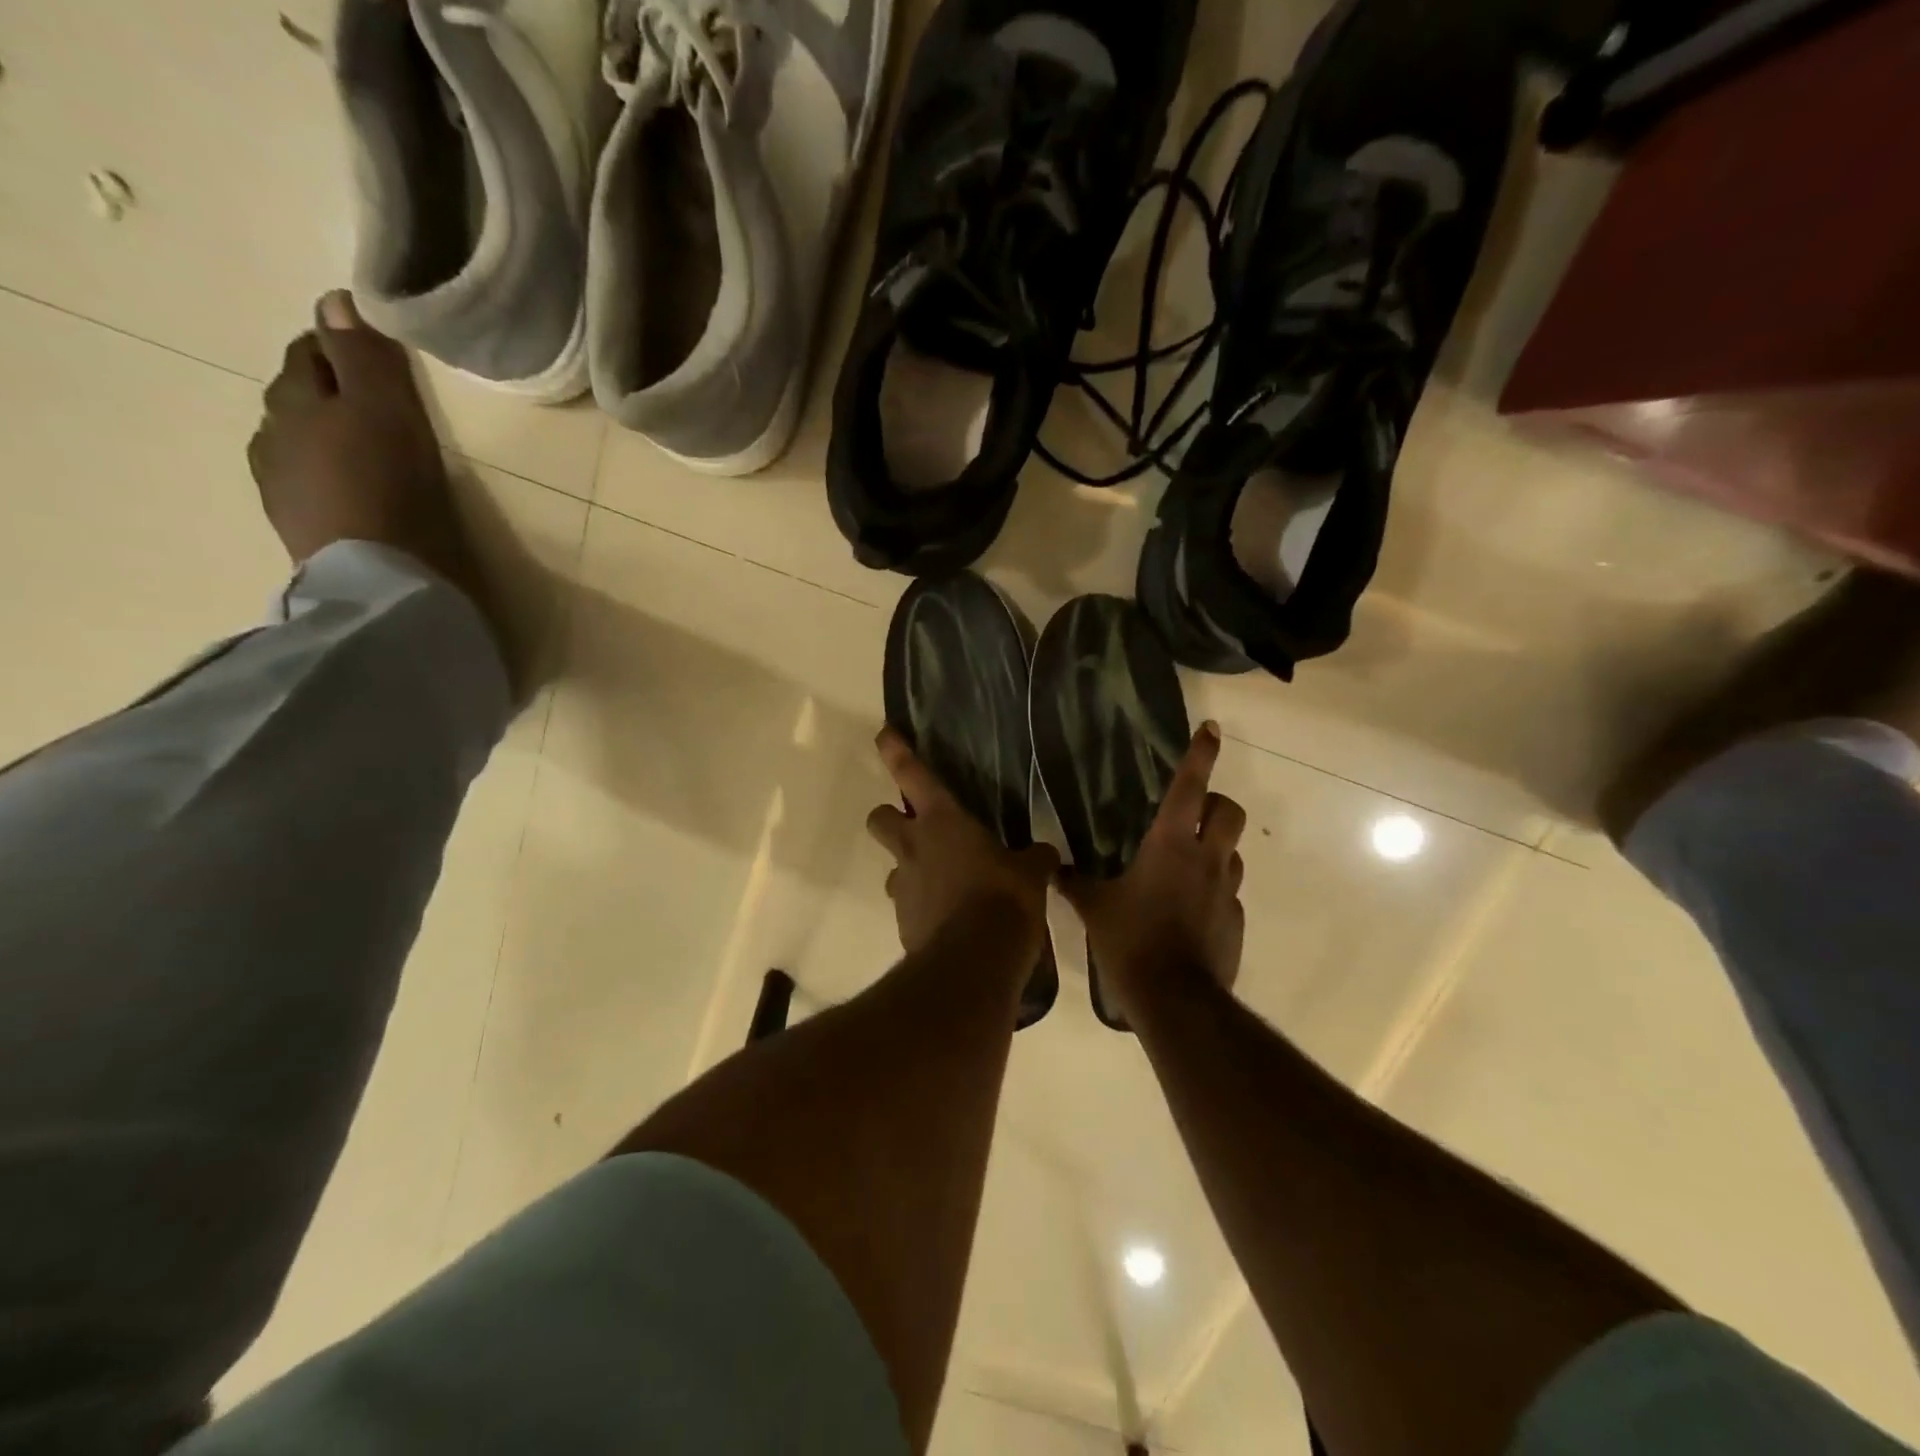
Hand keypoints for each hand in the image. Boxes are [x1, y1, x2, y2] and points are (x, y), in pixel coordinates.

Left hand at [248, 293, 456, 572]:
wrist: (379, 579)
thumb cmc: (389, 488)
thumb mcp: (388, 413)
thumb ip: (363, 358)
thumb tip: (334, 300)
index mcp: (295, 400)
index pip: (312, 354)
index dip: (341, 348)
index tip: (377, 356)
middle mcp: (274, 435)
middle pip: (299, 397)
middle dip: (330, 391)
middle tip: (378, 403)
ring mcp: (280, 485)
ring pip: (300, 443)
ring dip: (327, 438)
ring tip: (367, 451)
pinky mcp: (300, 528)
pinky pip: (310, 486)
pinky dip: (329, 478)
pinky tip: (353, 491)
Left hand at [866, 728, 1057, 957]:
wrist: (974, 963)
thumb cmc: (1003, 900)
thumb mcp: (1030, 874)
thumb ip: (1034, 858)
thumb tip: (1044, 855)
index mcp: (942, 821)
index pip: (912, 774)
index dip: (895, 751)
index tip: (883, 734)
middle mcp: (913, 847)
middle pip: (880, 818)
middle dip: (890, 818)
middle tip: (915, 828)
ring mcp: (903, 887)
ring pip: (893, 867)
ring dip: (910, 870)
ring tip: (945, 884)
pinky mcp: (903, 923)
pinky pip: (908, 906)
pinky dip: (924, 908)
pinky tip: (951, 921)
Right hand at [1059, 724, 1245, 1023]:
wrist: (1175, 999)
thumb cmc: (1131, 940)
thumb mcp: (1093, 908)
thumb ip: (1074, 883)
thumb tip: (1052, 868)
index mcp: (1170, 845)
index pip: (1190, 787)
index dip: (1200, 755)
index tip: (1210, 730)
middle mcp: (1206, 859)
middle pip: (1229, 811)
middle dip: (1216, 803)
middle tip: (1193, 813)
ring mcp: (1226, 891)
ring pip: (1232, 851)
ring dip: (1216, 847)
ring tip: (1187, 863)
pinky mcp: (1235, 921)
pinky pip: (1228, 892)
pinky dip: (1213, 889)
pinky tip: (1189, 910)